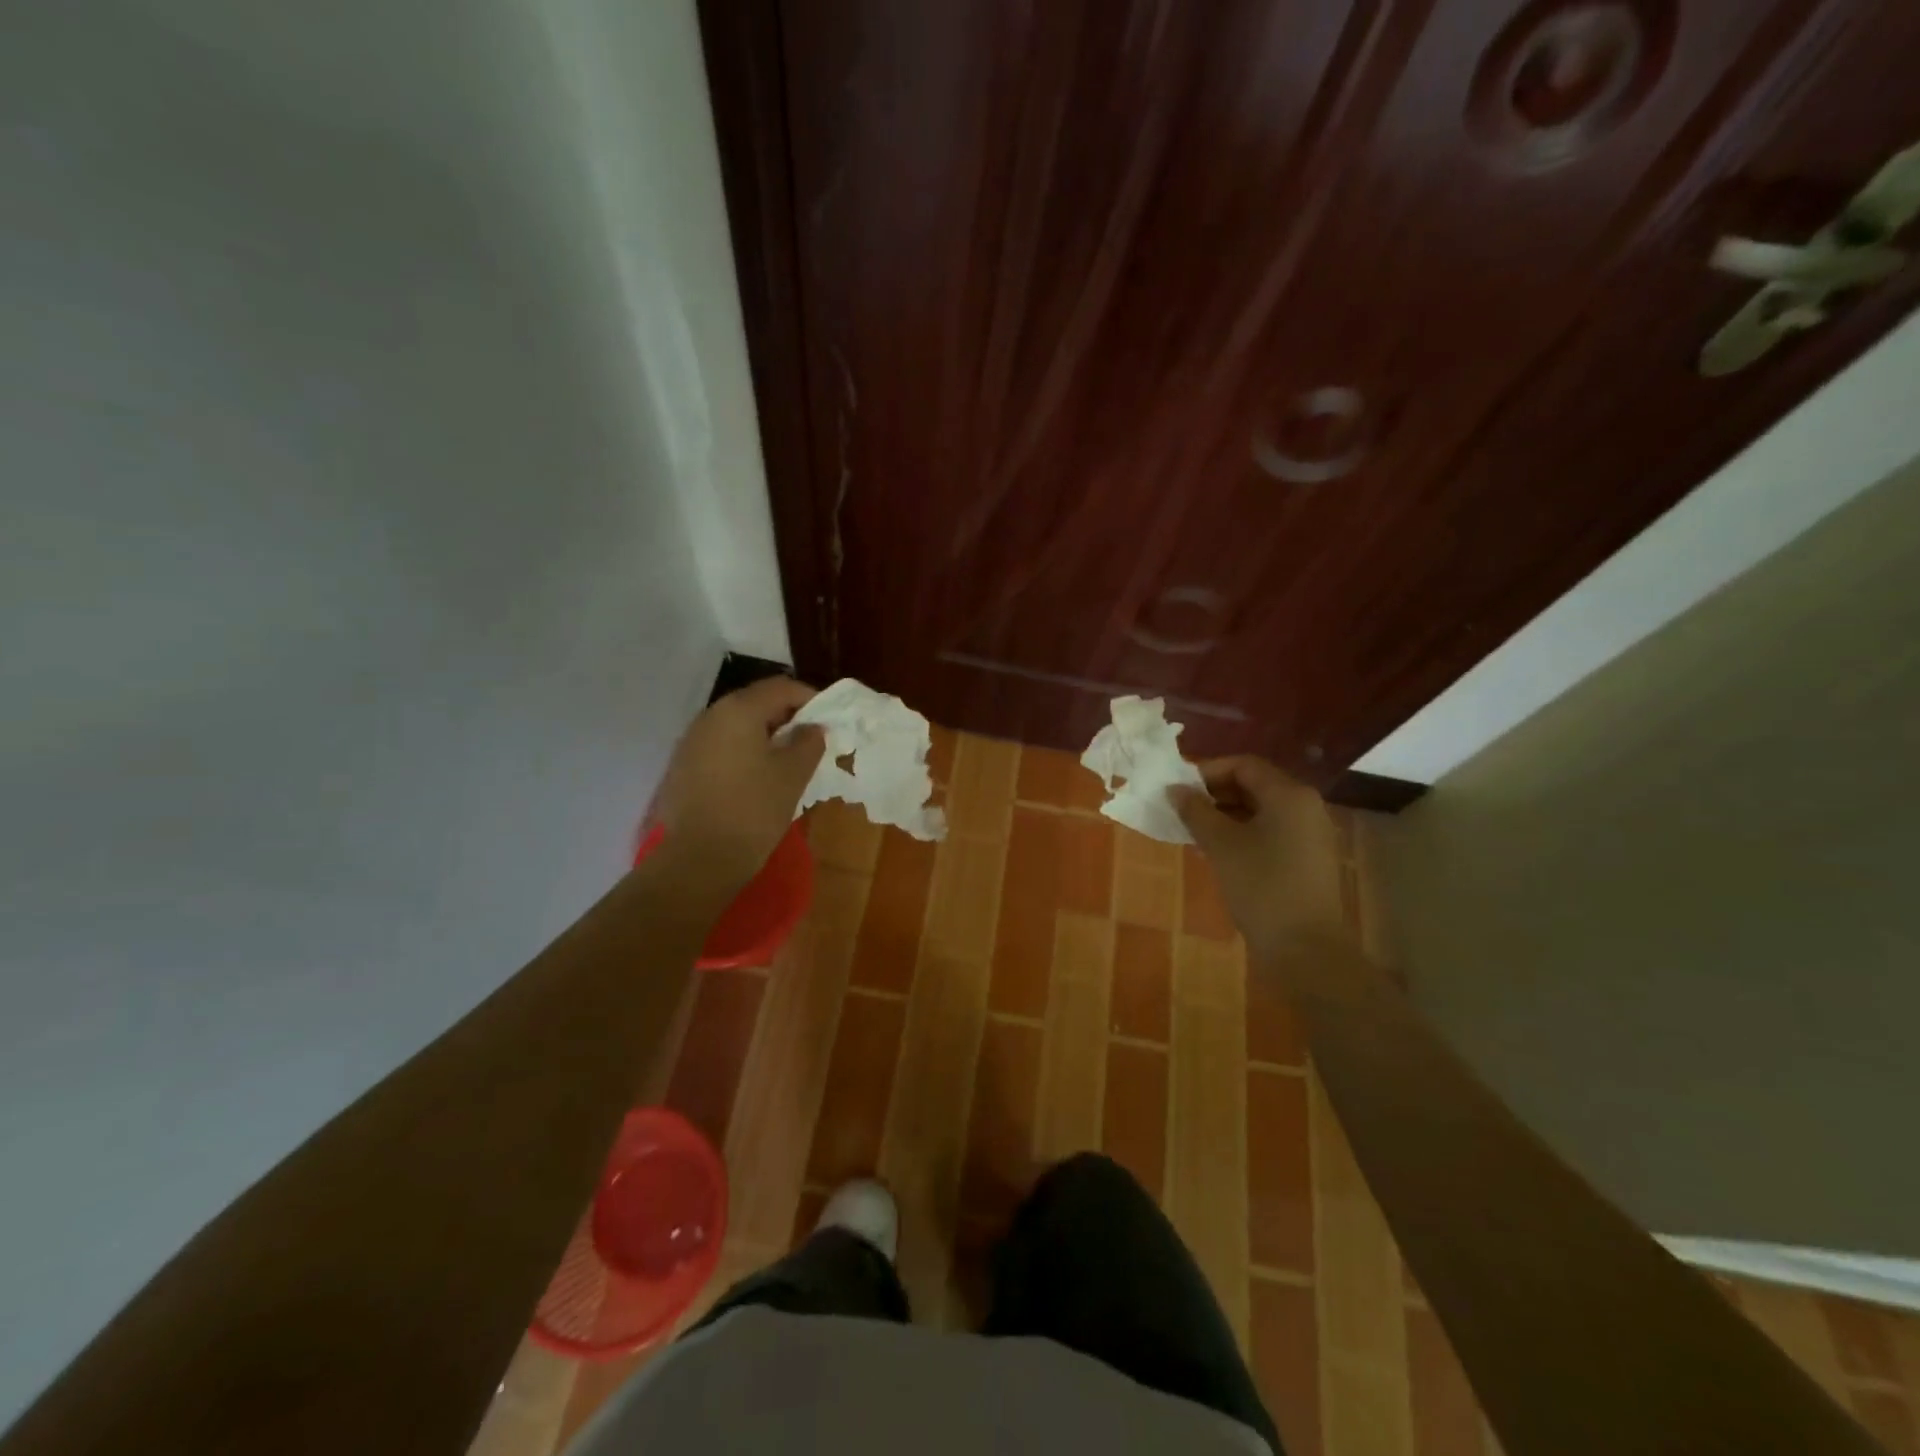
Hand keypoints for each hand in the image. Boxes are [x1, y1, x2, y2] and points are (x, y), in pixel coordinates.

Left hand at [651, 677, 824, 901]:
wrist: (697, 860)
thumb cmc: (753, 810)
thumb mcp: (793, 775)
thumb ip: (808, 743)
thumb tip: (812, 728)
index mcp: (739, 710)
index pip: (781, 688)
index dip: (810, 698)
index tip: (830, 720)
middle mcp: (711, 716)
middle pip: (756, 702)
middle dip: (787, 716)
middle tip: (812, 739)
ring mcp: (692, 740)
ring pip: (737, 724)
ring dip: (765, 734)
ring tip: (788, 759)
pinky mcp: (683, 766)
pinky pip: (721, 745)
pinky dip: (744, 750)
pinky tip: (758, 776)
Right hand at [1171, 756, 1354, 971]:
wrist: (1305, 948)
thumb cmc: (1261, 886)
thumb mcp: (1220, 845)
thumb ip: (1195, 811)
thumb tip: (1175, 790)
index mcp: (1288, 794)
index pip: (1243, 765)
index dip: (1206, 771)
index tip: (1177, 789)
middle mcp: (1305, 806)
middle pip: (1253, 785)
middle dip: (1214, 794)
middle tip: (1181, 811)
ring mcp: (1310, 833)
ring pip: (1260, 810)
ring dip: (1225, 815)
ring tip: (1193, 832)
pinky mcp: (1308, 858)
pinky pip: (1270, 832)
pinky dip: (1242, 834)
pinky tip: (1216, 853)